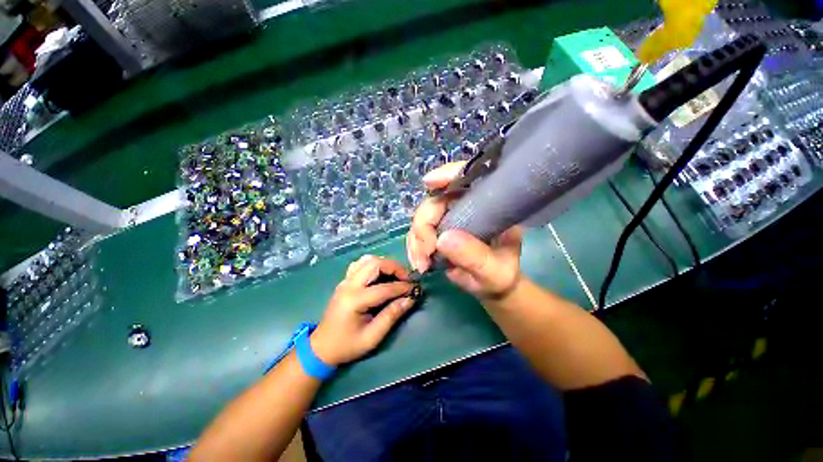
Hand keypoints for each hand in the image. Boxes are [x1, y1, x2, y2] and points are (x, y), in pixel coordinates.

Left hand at [311, 255, 416, 365]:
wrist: (321, 347)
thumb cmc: (347, 345)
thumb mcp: (372, 337)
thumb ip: (391, 316)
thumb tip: (410, 299)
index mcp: (355, 300)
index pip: (384, 288)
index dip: (402, 287)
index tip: (415, 288)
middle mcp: (349, 285)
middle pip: (375, 264)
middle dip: (395, 267)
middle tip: (407, 278)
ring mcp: (345, 280)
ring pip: (368, 260)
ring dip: (385, 263)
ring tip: (396, 275)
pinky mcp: (345, 280)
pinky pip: (361, 264)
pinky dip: (375, 264)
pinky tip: (381, 274)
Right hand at [406, 161, 523, 300]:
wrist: (491, 286)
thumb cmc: (500, 275)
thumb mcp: (493, 270)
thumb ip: (473, 256)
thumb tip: (442, 239)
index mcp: (487, 206)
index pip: (469, 177)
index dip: (448, 174)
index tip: (429, 182)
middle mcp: (465, 206)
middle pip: (435, 201)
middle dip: (424, 226)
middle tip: (426, 252)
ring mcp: (449, 218)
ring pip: (422, 217)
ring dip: (417, 240)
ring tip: (423, 264)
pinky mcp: (437, 231)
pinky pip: (417, 233)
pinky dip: (414, 247)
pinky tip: (419, 263)